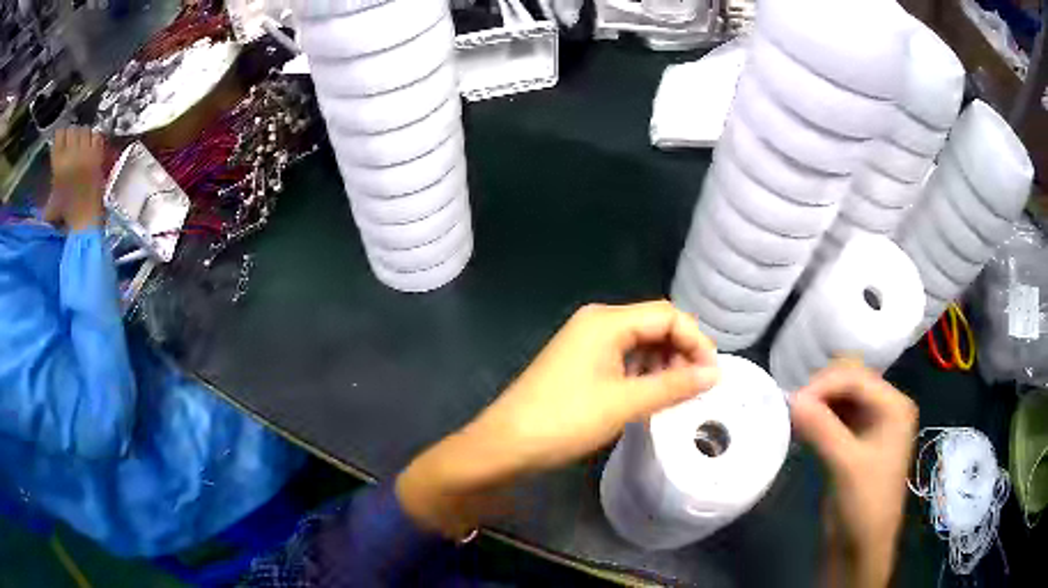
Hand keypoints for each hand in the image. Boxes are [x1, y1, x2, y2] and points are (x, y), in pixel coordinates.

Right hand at [46, 127, 105, 230]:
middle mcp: (71, 153)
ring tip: (81, 142)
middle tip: (71, 141)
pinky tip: (90, 145)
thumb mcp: (50, 203)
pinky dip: (94, 137)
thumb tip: (41, 192)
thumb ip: (47, 192)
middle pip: (72, 129)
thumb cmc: (65, 214)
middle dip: (71, 133)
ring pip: (85, 129)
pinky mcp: (97, 155)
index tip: (61, 138)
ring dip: (83, 133)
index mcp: (58, 163)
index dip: (60, 134)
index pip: (59, 134)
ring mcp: (86, 152)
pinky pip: (97, 135)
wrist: (84, 219)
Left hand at [396, 301, 719, 537]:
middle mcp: (597, 322)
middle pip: (654, 325)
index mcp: (607, 321)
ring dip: (663, 365)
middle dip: (680, 352)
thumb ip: (674, 385)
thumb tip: (715, 373)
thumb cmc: (565, 420)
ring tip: (675, 395)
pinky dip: (642, 374)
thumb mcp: (626, 403)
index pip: (667, 315)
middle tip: (696, 387)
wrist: (505, 444)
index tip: (713, 374)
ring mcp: (585, 342)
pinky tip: (650, 396)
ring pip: (639, 343)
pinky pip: (622, 359)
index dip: (696, 340)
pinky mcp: (579, 363)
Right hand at [790, 361, 917, 587]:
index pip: (857, 377)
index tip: (791, 402)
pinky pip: (832, 416)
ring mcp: (869, 424)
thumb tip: (790, 398)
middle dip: (820, 389)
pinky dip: (815, 418)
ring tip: (792, 419)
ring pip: (838, 396)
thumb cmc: (864, 507)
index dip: (824, 384)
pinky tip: (799, 429)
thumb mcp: (845, 466)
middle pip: (849, 379)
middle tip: (792, 410)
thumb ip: (821, 429)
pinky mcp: (853, 441)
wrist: (860, 550)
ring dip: (816, 403)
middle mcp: (884, 408)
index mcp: (894, 407)